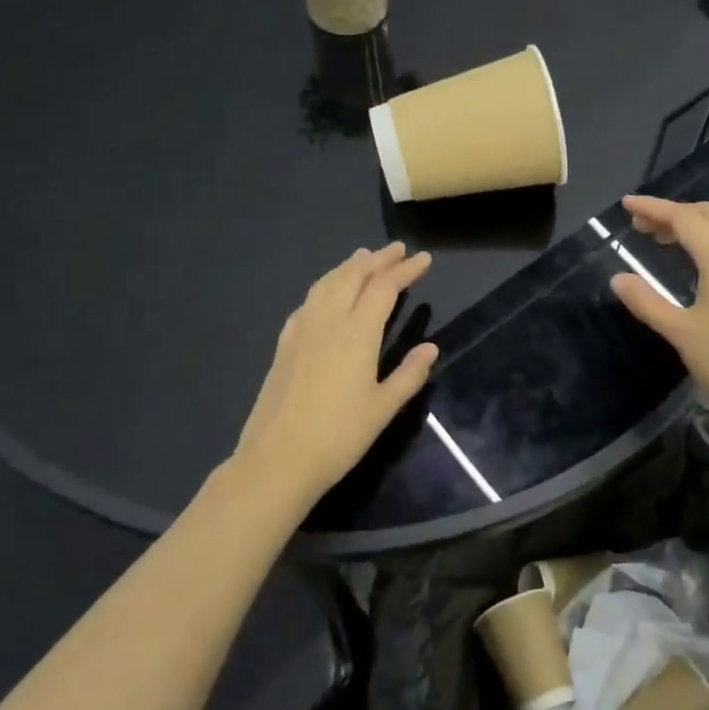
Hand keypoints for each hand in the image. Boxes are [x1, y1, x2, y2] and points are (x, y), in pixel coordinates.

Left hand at [233, 242, 438, 506]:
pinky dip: (325, 286)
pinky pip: (308, 302)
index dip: (405, 270)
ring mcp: (301, 331)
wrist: (277, 460)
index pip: (384, 288)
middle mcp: (328, 322)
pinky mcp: (284, 345)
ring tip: (363, 258)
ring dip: (348, 267)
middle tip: (397, 249)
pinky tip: (326, 294)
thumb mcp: (384, 408)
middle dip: (377, 259)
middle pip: (353, 276)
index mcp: (357, 334)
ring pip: (326, 284)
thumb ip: (409, 374)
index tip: (423, 259)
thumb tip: (430, 348)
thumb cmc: (339, 436)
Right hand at [608, 195, 708, 425]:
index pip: (685, 219)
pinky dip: (703, 242)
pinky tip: (688, 262)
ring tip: (656, 238)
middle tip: (639, 223)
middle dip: (671, 212)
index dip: (654, 208)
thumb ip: (647, 302)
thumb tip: (618, 278)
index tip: (626, 204)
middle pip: (706, 216)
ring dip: (688, 226)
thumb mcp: (680, 332)